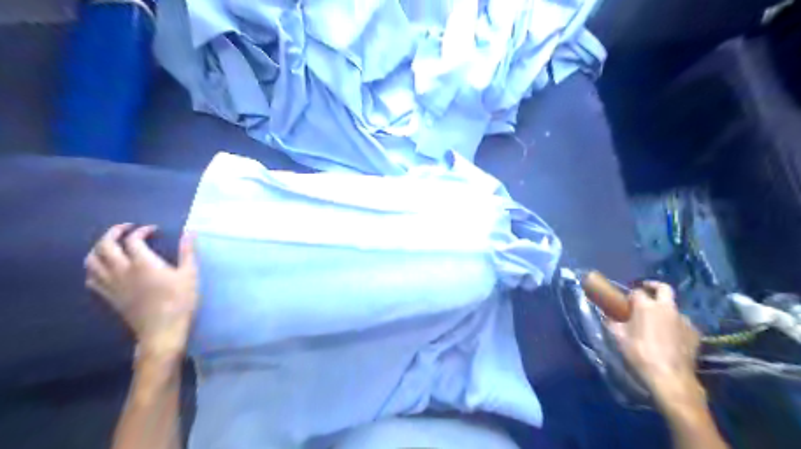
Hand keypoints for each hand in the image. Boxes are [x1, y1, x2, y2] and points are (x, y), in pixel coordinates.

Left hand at [85, 225, 197, 360]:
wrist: (162, 330)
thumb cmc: (180, 301)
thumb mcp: (190, 274)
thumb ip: (187, 252)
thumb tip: (190, 232)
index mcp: (143, 263)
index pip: (133, 239)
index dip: (142, 231)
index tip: (153, 230)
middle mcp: (121, 270)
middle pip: (105, 245)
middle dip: (113, 232)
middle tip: (126, 229)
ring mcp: (111, 284)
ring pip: (92, 260)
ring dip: (99, 248)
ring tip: (112, 245)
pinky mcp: (108, 297)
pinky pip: (91, 278)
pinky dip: (94, 267)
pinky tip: (105, 268)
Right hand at [611, 283, 698, 400]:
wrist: (670, 376)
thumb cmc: (640, 354)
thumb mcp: (619, 337)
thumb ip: (613, 323)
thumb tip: (607, 316)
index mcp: (647, 306)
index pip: (637, 292)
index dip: (631, 295)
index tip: (626, 302)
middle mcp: (667, 308)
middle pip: (663, 288)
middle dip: (654, 286)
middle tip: (646, 291)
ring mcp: (684, 320)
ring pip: (674, 307)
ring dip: (665, 310)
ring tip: (658, 322)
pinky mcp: (695, 333)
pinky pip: (683, 323)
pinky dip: (675, 325)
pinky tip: (670, 336)